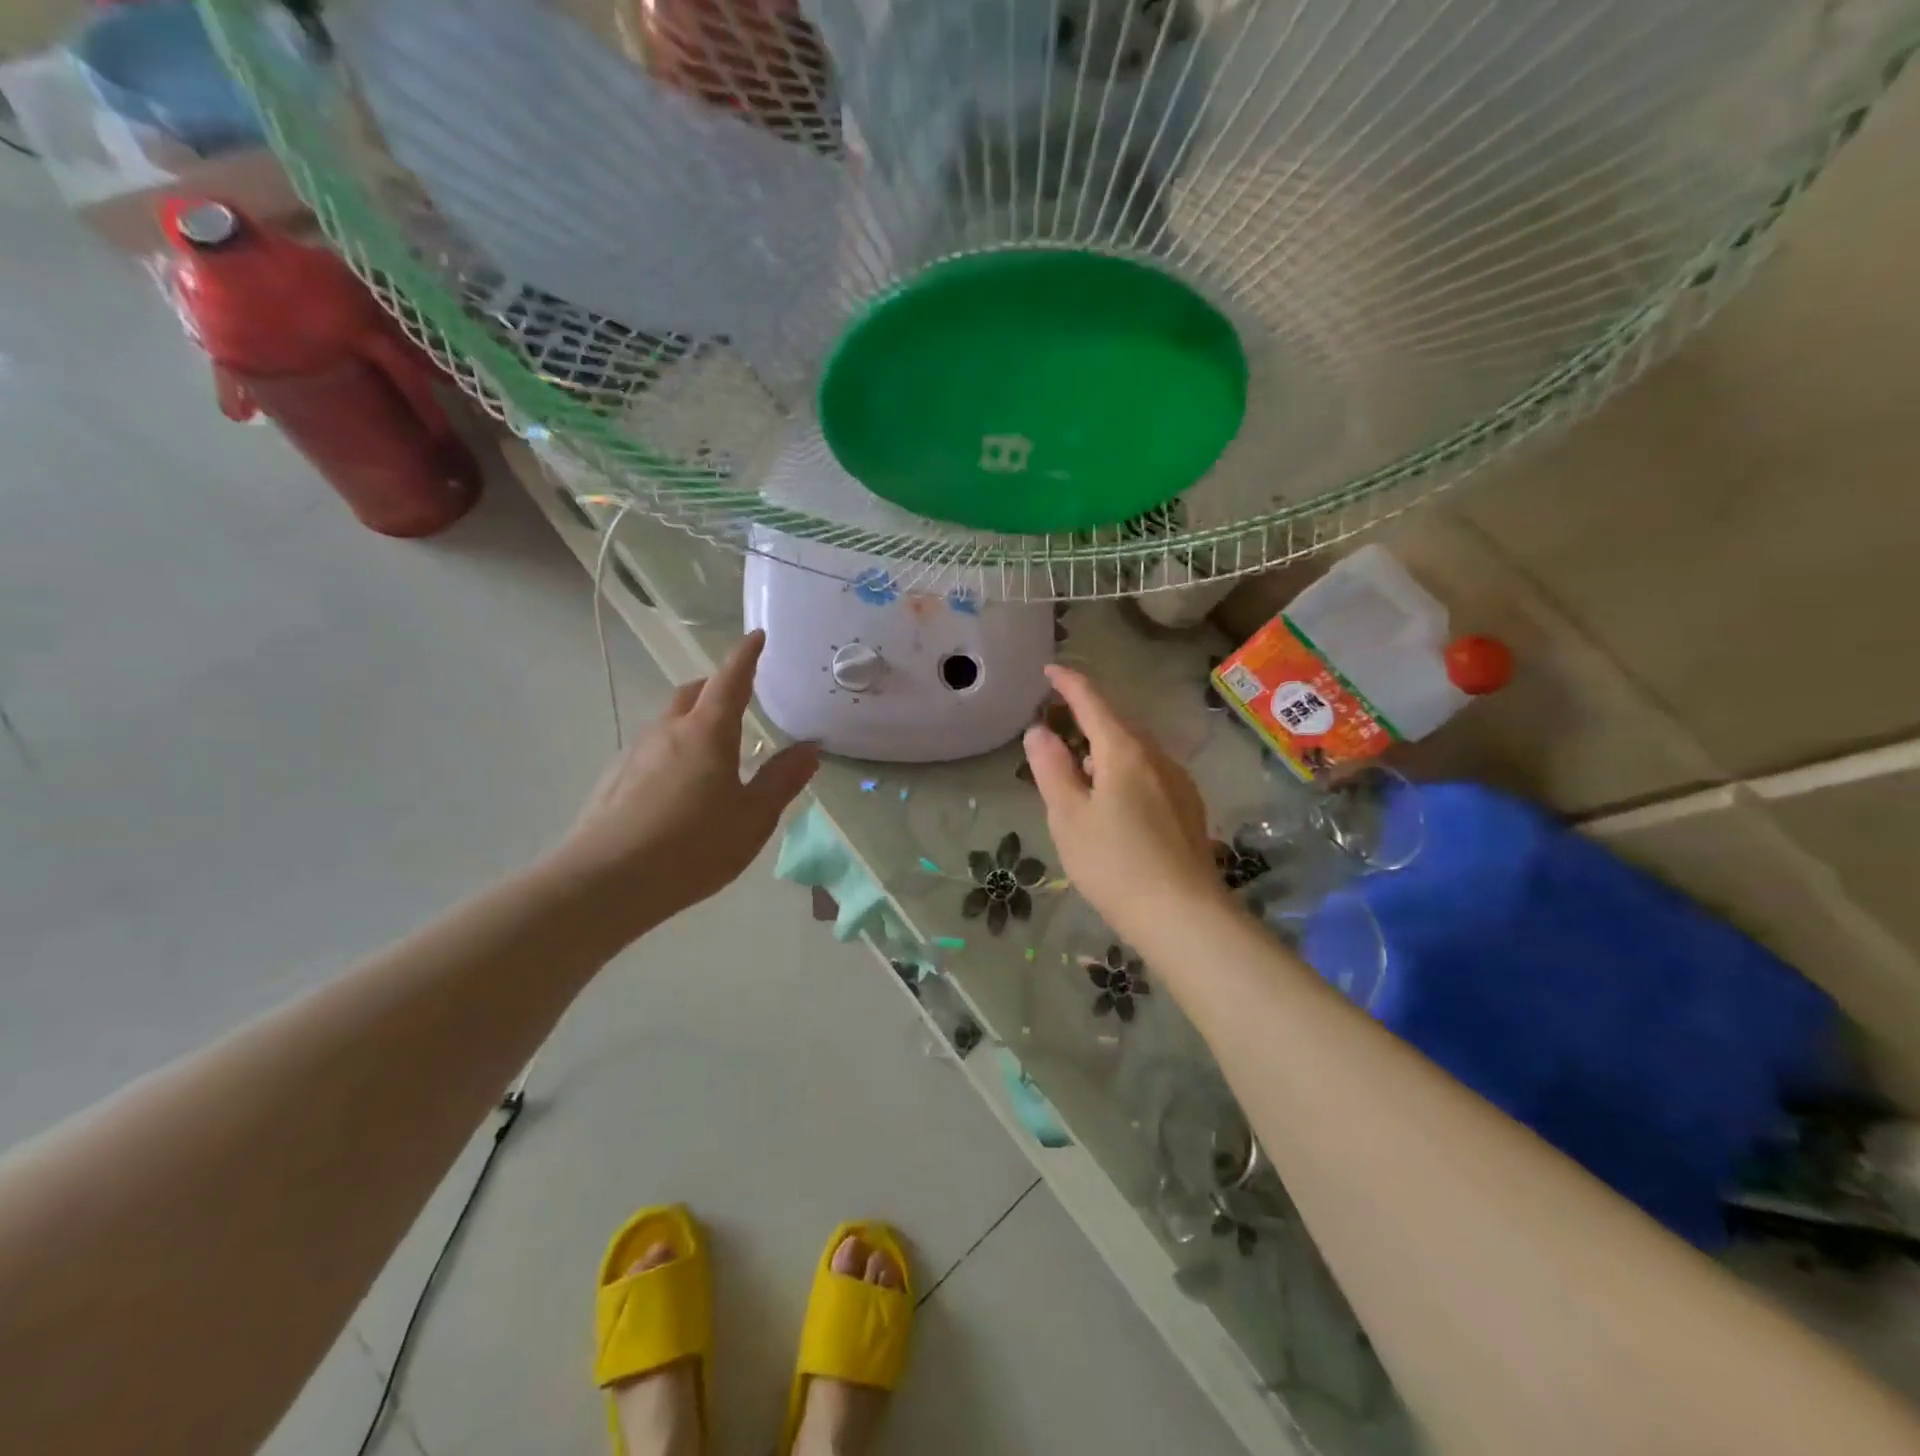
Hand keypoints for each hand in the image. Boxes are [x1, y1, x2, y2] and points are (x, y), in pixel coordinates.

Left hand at [552, 631, 818, 933]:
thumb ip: (782, 780)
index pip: (730, 680)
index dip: (745, 656)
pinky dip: (674, 750)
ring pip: (670, 721)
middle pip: (693, 693)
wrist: (605, 883)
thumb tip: (810, 749)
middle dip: (718, 687)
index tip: (757, 636)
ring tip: (715, 753)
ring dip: (694, 721)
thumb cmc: (692, 847)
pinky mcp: (615, 778)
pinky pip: (653, 749)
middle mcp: (668, 731)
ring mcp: (636, 753)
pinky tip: (680, 788)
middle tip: (741, 700)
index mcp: (707, 733)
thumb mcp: (752, 818)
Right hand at [1022, 665, 1224, 943]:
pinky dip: (1125, 775)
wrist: (1183, 915)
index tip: (1050, 670)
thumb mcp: (1068, 816)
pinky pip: (1150, 775)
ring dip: (1106, 752)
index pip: (1092, 701)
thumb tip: (1039, 730)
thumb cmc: (1114, 863)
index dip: (1069, 683)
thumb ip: (1051, 769)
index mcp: (1124, 751)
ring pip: (1135, 753)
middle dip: (1087, 721)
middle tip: (1057, 733)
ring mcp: (1179, 783)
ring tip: (1081, 776)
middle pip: (1117, 726)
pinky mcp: (1189, 809)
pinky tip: (1116, 806)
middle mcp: (1157, 757)